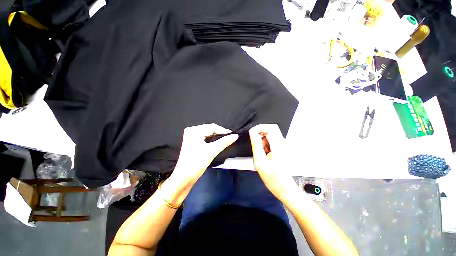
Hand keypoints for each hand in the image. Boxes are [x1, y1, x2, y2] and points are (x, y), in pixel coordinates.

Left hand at [171, 123, 238, 186]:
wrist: (184, 177)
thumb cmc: (196, 163)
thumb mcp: (212, 151)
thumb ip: (224, 142)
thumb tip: (235, 136)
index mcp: (194, 131)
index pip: (212, 127)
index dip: (223, 131)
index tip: (232, 135)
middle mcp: (192, 131)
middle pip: (210, 129)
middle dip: (220, 134)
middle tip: (229, 138)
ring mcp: (191, 137)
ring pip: (208, 134)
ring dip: (216, 137)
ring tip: (224, 141)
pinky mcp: (192, 142)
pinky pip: (205, 138)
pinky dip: (211, 140)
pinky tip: (216, 143)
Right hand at [249, 124, 297, 200]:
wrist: (284, 188)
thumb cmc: (273, 177)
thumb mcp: (260, 161)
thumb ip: (256, 145)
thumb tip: (252, 132)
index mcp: (278, 145)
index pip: (270, 127)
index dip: (259, 128)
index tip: (252, 134)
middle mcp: (282, 143)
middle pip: (270, 129)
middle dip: (260, 134)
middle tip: (255, 144)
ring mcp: (282, 146)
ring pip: (269, 135)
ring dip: (262, 140)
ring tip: (260, 152)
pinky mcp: (280, 149)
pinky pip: (270, 141)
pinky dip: (264, 145)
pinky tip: (264, 154)